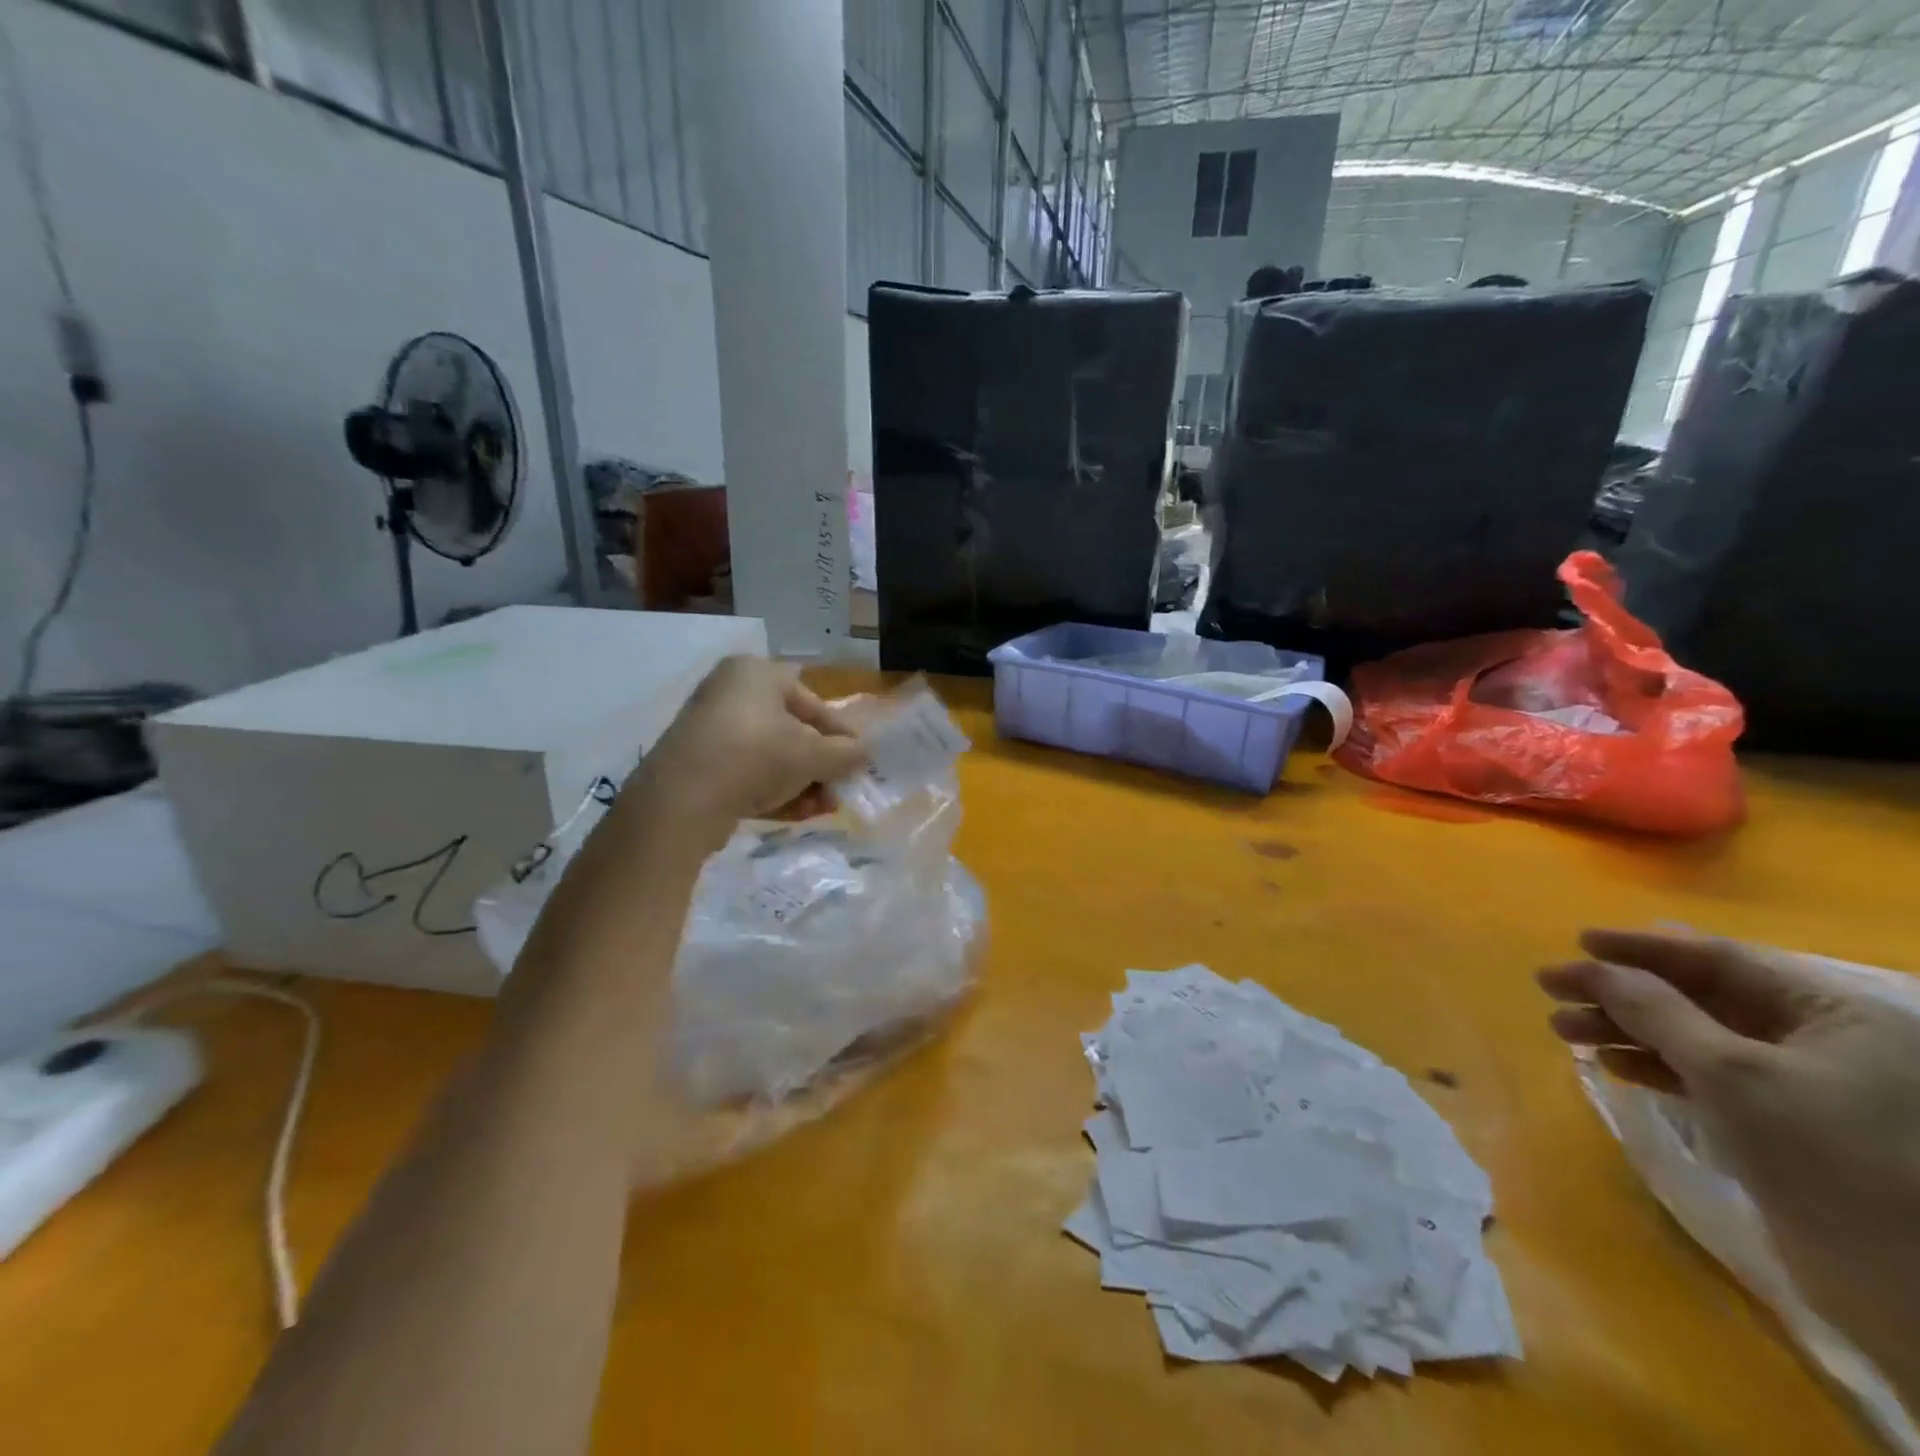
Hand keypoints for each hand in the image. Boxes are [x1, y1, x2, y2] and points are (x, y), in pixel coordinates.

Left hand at [625, 657, 868, 845]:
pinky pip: (746, 772)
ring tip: (822, 809)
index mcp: (757, 673)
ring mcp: (710, 729)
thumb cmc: (756, 757)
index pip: (813, 702)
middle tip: (838, 791)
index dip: (840, 733)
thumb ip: (845, 753)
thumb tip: (862, 753)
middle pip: (791, 730)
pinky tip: (796, 814)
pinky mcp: (697, 764)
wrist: (681, 801)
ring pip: (770, 755)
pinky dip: (773, 790)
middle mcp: (730, 692)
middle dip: (820, 765)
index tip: (859, 760)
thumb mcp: (813, 755)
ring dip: (801, 783)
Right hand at [1540, 930, 1919, 1405]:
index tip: (1576, 942)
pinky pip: (1706, 1074)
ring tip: (1562, 1029)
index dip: (1643, 947)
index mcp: (1835, 1013)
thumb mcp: (1733, 1073)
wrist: (1908, 1288)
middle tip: (1552, 988)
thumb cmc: (1828, 1156)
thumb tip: (1595, 968)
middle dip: (1622, 992)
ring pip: (1694, 1036)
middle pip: (1701, 996)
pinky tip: (1610, 1063)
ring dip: (1625, 1028)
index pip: (1721, 959)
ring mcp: (1804, 1083)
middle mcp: (1823, 1039)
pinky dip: (1654, 1064)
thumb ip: (1657, 1011)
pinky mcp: (1784, 1122)